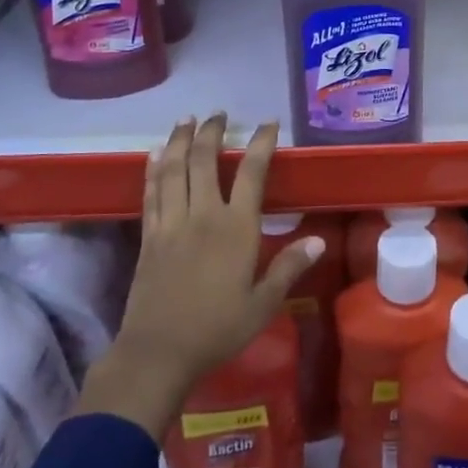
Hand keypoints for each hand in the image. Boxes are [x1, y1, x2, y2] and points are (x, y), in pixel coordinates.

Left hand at [75, 115, 320, 440]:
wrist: (158, 353)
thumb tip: (318, 240)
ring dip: (179, 140)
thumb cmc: (217, 329)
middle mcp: (202, 215)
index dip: (260, 143)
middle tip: (218, 114)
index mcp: (235, 228)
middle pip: (204, 160)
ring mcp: (171, 223)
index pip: (251, 172)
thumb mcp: (263, 303)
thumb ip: (288, 267)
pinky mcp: (148, 236)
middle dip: (211, 132)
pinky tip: (155, 155)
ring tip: (186, 120)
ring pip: (173, 169)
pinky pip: (150, 192)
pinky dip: (153, 169)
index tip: (267, 124)